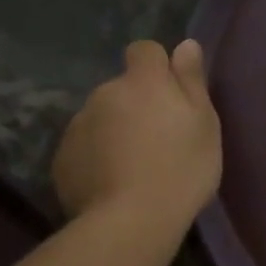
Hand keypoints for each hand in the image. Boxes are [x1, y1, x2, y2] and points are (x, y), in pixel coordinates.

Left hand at [53, 40, 221, 225]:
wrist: (131, 221)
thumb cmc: (182, 168)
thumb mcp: (204, 123)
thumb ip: (191, 81)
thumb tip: (185, 44)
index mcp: (143, 82)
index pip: (144, 50)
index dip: (158, 67)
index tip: (172, 94)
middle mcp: (104, 94)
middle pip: (122, 88)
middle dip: (137, 104)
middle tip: (160, 139)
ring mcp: (78, 126)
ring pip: (101, 117)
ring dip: (115, 130)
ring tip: (135, 166)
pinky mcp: (62, 158)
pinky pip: (85, 147)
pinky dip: (97, 156)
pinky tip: (114, 182)